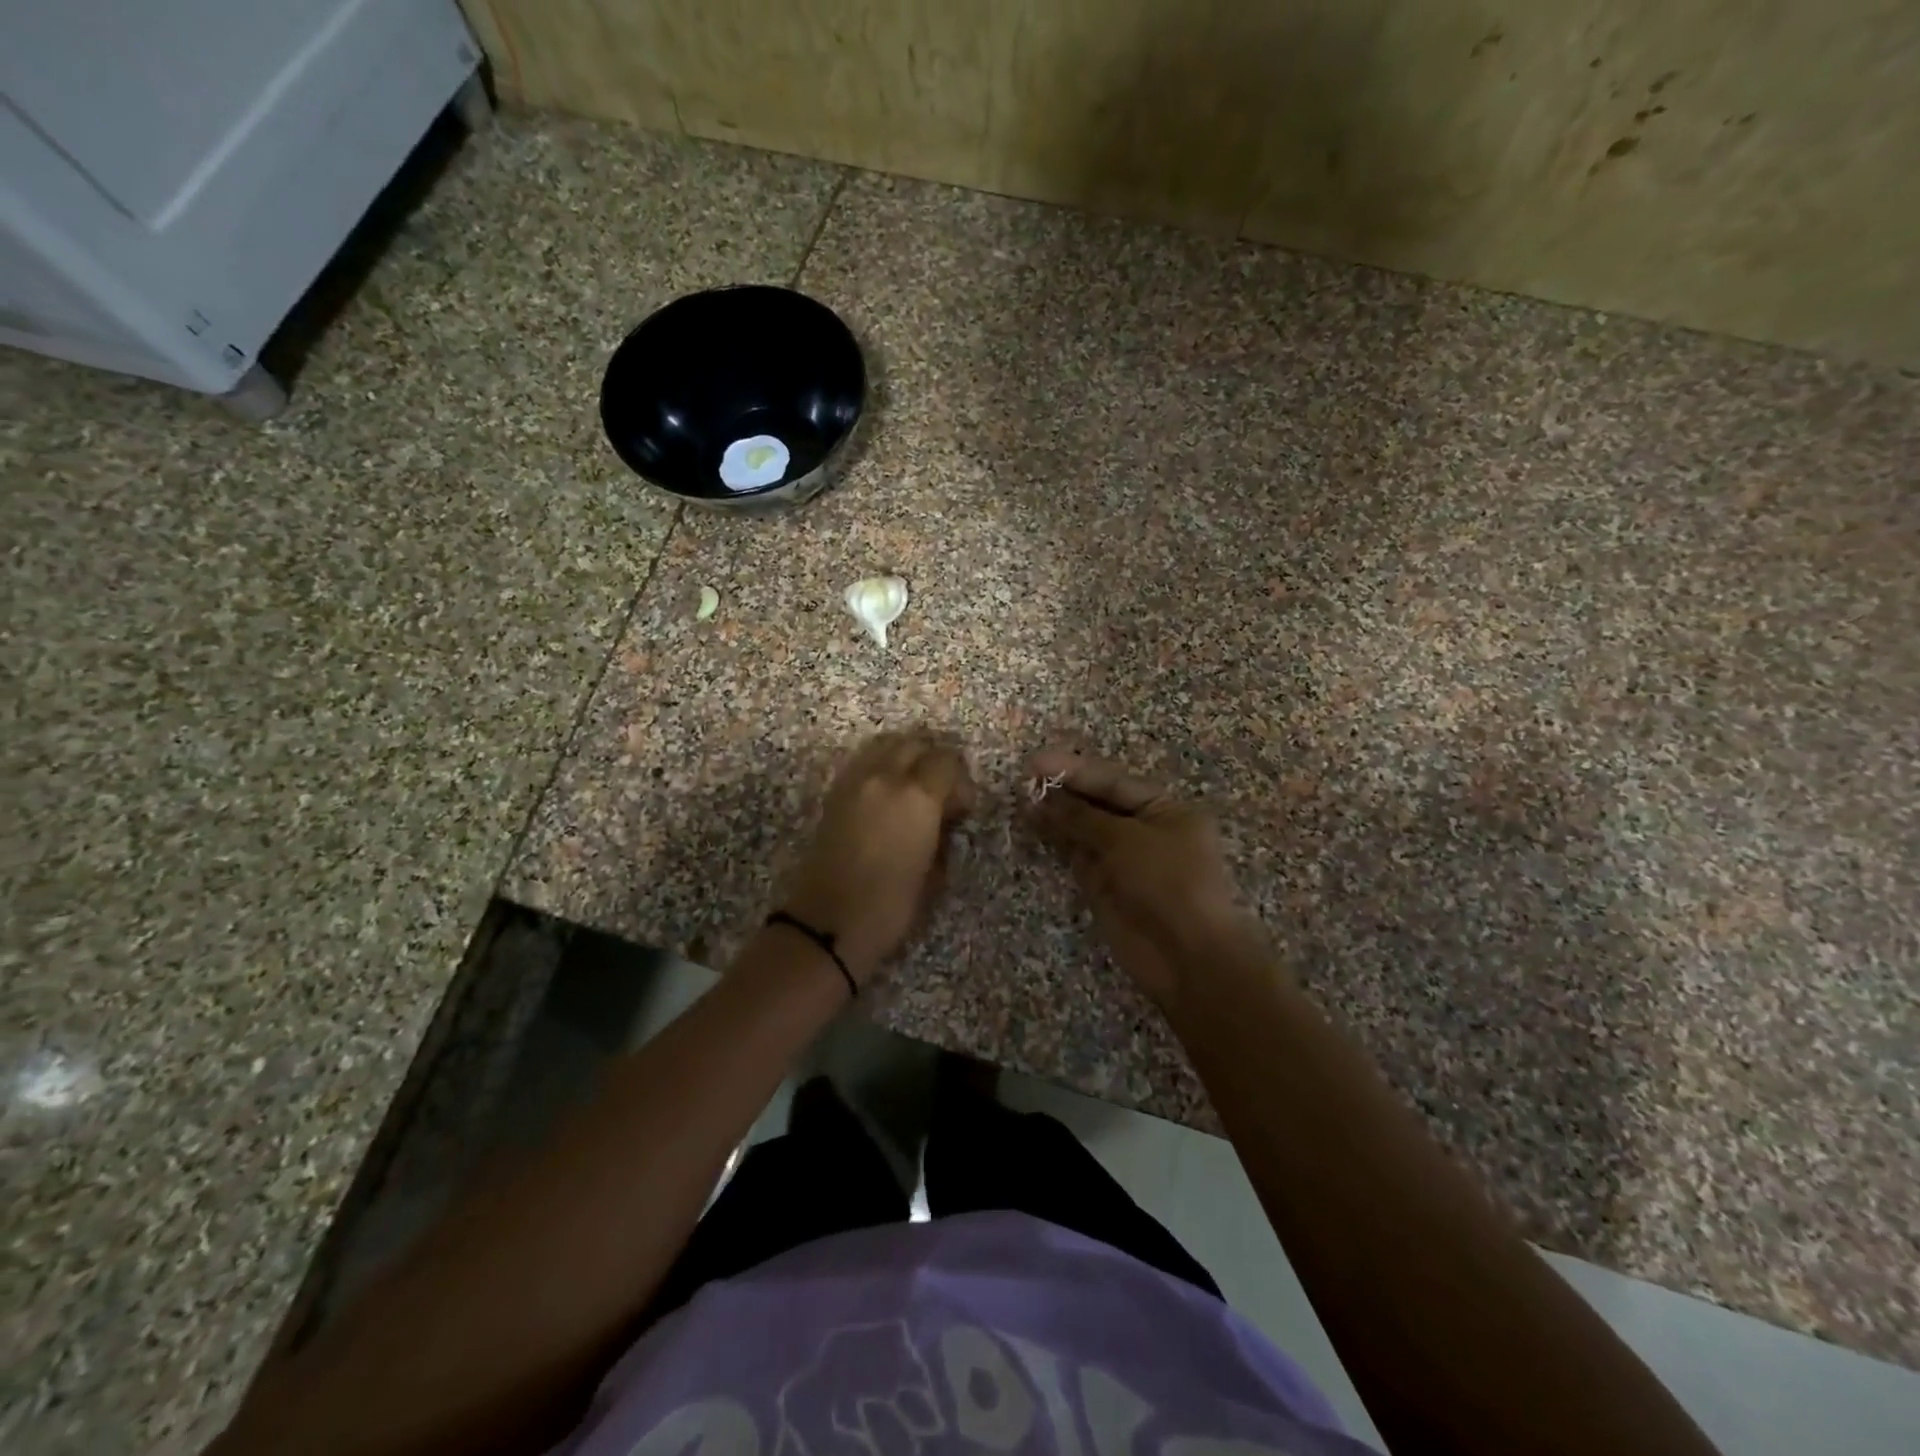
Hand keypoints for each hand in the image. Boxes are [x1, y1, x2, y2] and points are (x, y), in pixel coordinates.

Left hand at [778, 731, 976, 984]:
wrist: (826, 925)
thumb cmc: (889, 907)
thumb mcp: (933, 875)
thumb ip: (943, 834)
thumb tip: (945, 818)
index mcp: (916, 796)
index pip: (946, 761)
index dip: (961, 780)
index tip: (964, 806)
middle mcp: (884, 777)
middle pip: (915, 742)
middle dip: (934, 759)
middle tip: (942, 789)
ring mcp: (854, 781)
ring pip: (885, 744)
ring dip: (905, 756)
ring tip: (914, 786)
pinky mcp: (833, 793)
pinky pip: (863, 762)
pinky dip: (880, 766)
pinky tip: (887, 794)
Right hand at [1027, 748, 1256, 1007]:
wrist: (1187, 957)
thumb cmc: (1168, 883)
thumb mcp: (1125, 840)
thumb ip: (1081, 816)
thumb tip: (1041, 798)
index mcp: (1165, 810)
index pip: (1113, 781)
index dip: (1075, 770)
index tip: (1036, 761)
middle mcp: (1145, 831)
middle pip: (1098, 804)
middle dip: (1063, 791)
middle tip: (1023, 779)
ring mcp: (1124, 861)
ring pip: (1084, 831)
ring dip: (1056, 816)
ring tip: (1021, 800)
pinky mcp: (1105, 887)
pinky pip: (1077, 857)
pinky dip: (1057, 842)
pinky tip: (1033, 827)